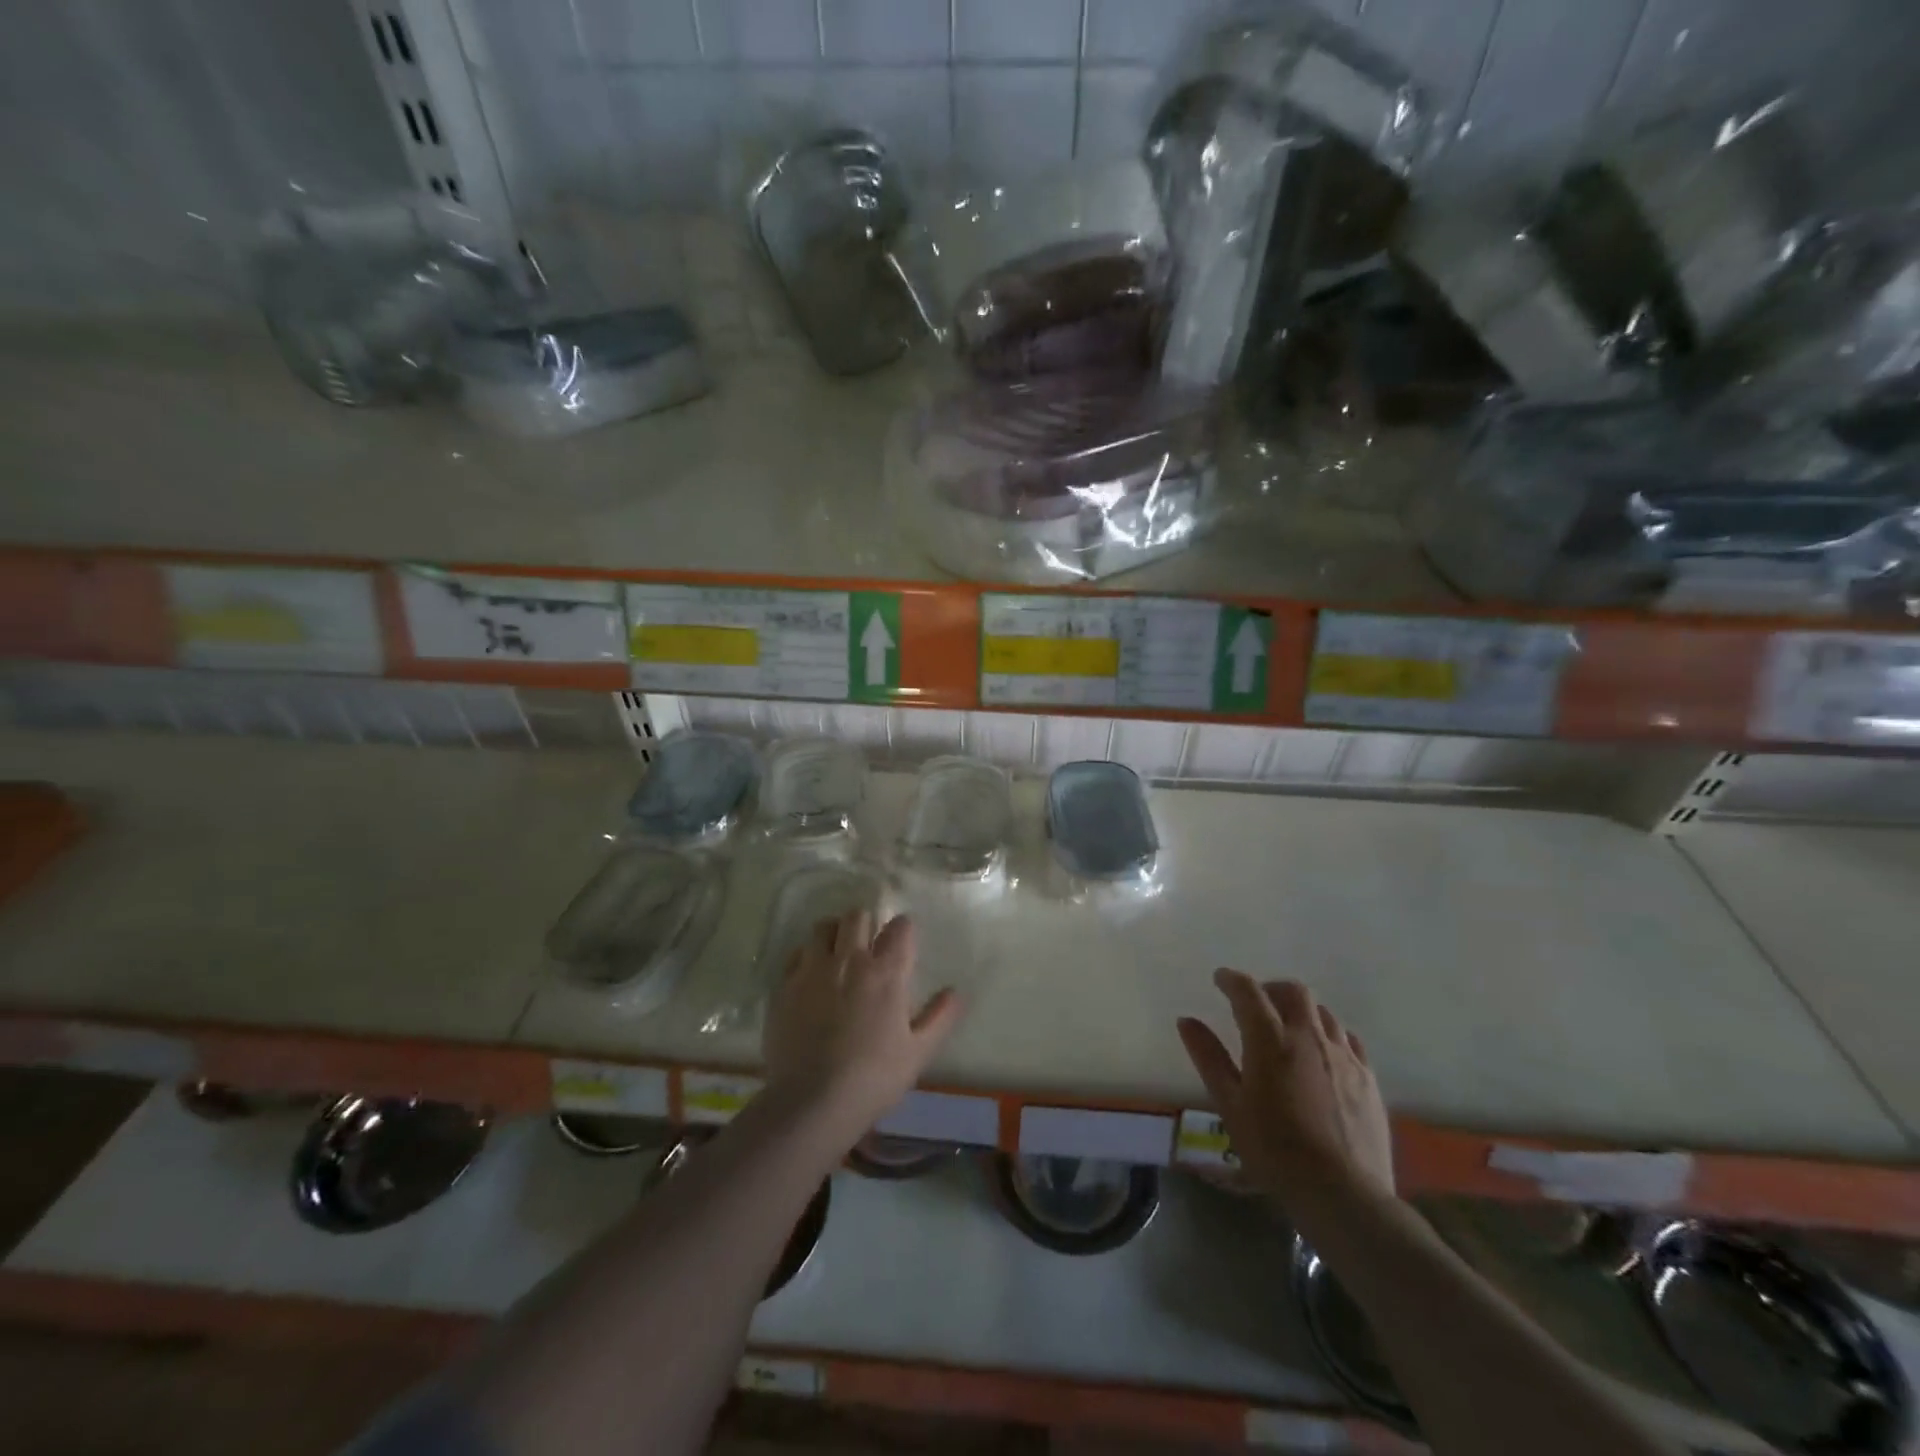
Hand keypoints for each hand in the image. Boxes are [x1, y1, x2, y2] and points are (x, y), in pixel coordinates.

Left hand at [763, 910, 962, 1138]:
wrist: (812, 1102)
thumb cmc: (873, 1078)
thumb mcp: (918, 1053)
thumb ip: (940, 1018)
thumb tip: (956, 992)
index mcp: (886, 972)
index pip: (900, 927)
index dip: (904, 929)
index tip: (903, 941)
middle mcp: (850, 960)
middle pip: (857, 916)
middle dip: (866, 922)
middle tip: (869, 943)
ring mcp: (813, 970)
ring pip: (824, 927)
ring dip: (835, 932)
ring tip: (838, 952)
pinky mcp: (785, 985)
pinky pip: (797, 953)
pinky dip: (807, 956)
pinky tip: (812, 975)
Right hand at [1178, 971, 1394, 1213]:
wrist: (1343, 1193)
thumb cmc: (1274, 1149)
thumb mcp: (1230, 1105)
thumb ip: (1209, 1057)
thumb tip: (1186, 1021)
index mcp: (1271, 1040)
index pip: (1249, 991)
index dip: (1232, 980)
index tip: (1220, 979)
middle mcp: (1309, 1036)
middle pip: (1293, 991)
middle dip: (1271, 989)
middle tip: (1256, 1004)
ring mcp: (1343, 1055)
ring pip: (1323, 1013)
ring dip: (1301, 1011)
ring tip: (1289, 1029)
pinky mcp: (1369, 1078)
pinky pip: (1348, 1039)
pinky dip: (1329, 1034)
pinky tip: (1323, 1054)